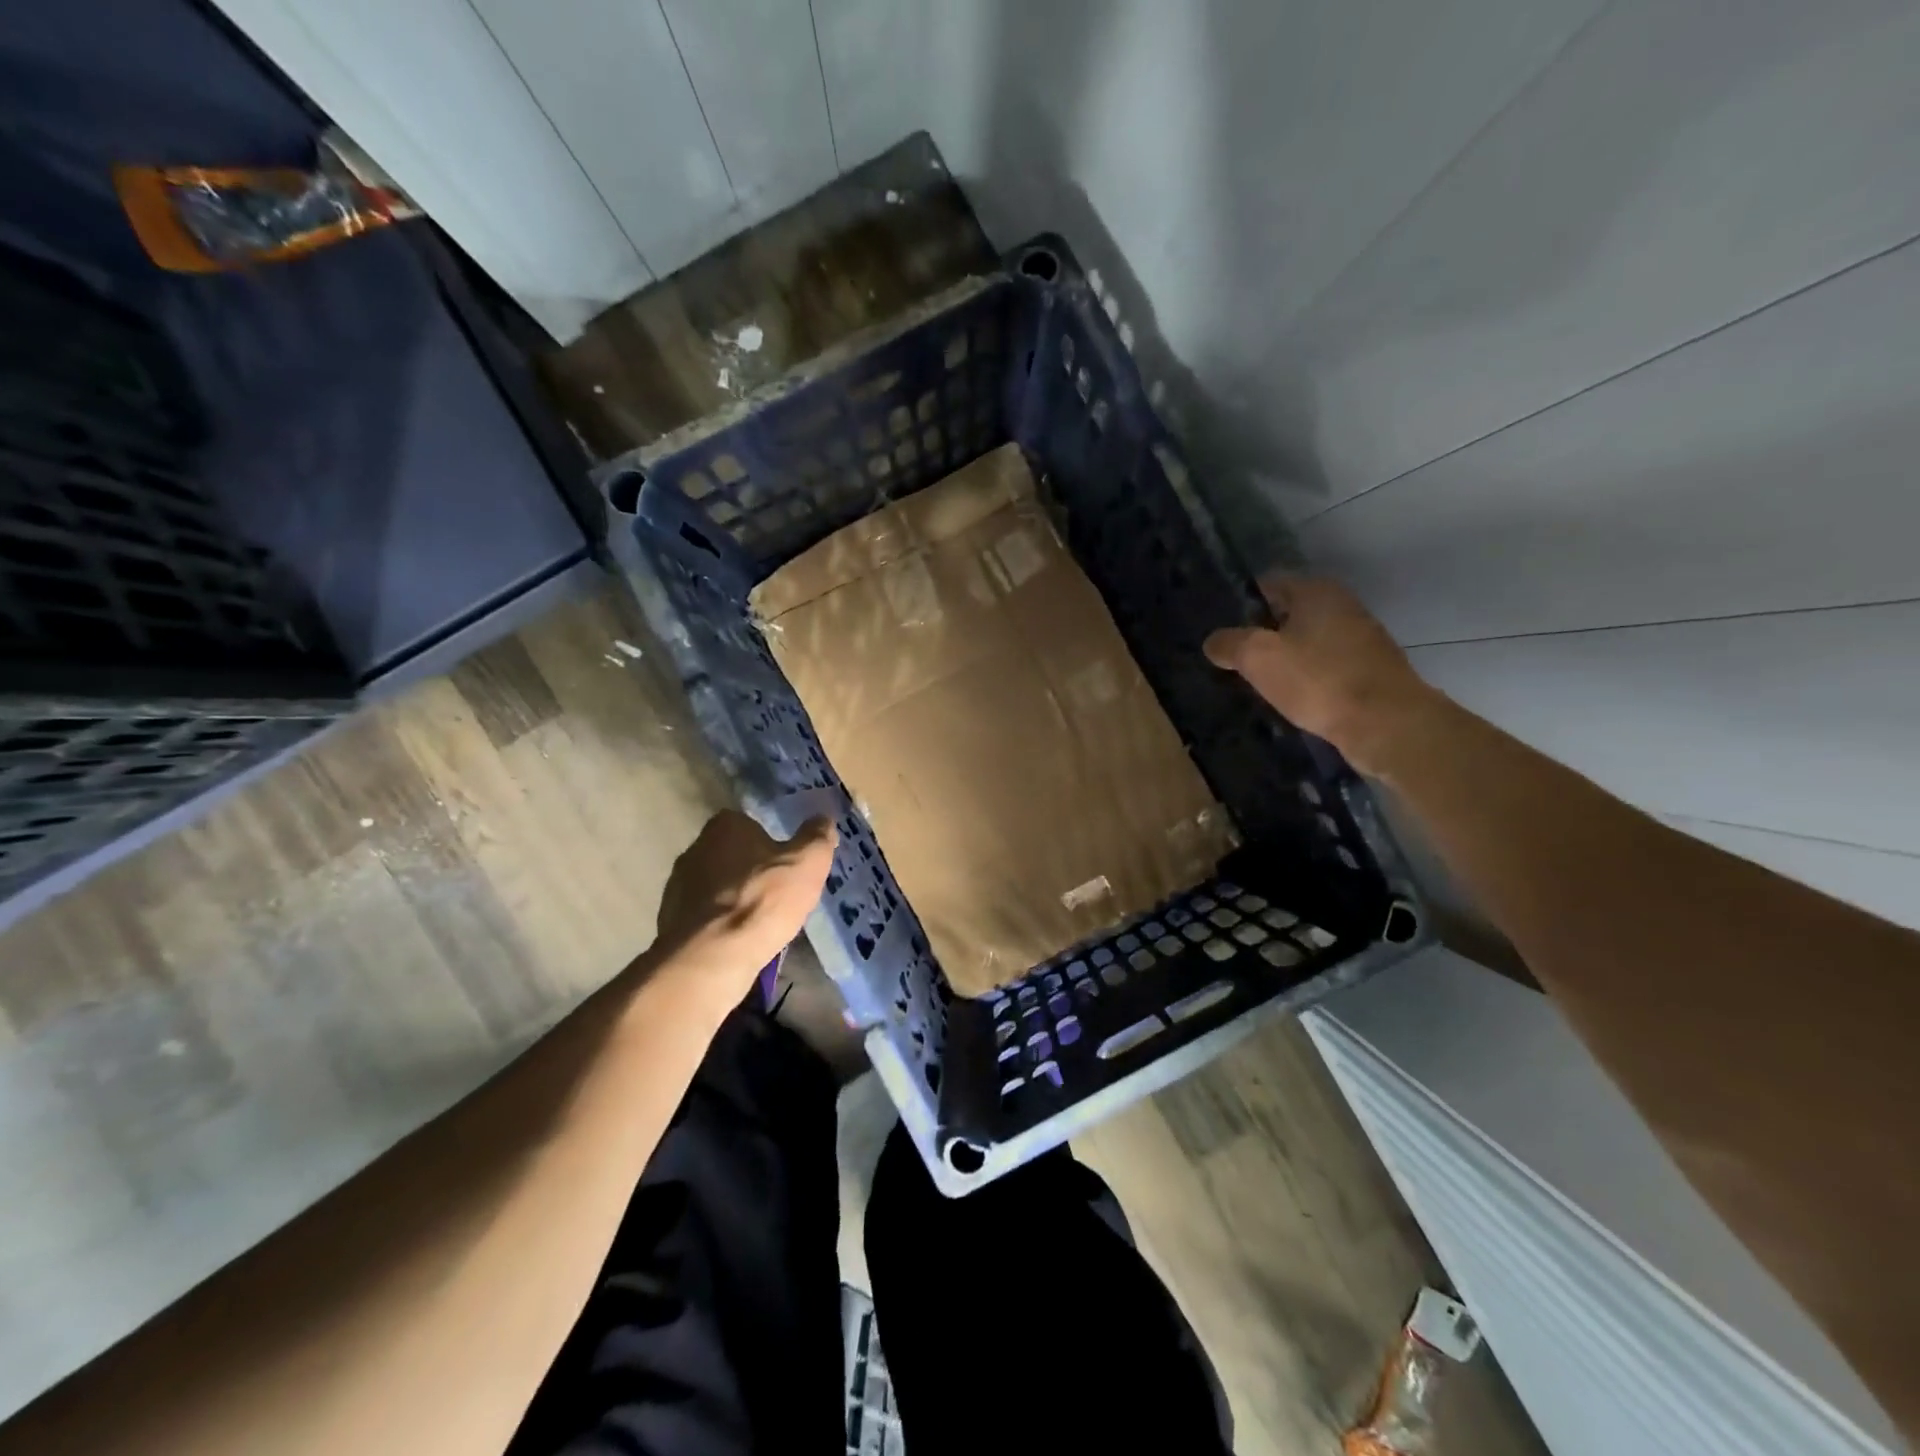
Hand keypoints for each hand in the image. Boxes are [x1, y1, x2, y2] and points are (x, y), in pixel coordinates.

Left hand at [653, 811, 837, 990]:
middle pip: (730, 854)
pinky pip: (703, 916)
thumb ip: (817, 837)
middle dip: (750, 869)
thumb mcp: (807, 863)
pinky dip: (719, 924)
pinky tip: (738, 941)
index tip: (786, 861)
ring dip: (734, 898)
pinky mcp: (670, 920)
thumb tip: (822, 818)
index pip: (748, 822)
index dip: (769, 841)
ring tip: (760, 921)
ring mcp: (677, 886)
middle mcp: (695, 848)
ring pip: (715, 886)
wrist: (711, 958)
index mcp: (725, 826)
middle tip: (778, 891)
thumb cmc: (763, 900)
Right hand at [1203, 576, 1437, 775]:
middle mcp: (1342, 605)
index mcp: (1316, 591)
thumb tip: (1214, 641)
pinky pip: (1325, 666)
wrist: (1386, 723)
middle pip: (1288, 613)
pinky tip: (1291, 698)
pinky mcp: (1369, 670)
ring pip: (1307, 641)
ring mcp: (1360, 638)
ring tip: (1258, 682)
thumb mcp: (1258, 657)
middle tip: (1234, 659)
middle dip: (1261, 634)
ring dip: (1284, 658)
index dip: (1241, 604)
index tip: (1222, 631)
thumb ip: (1230, 644)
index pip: (1268, 584)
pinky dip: (1306, 678)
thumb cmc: (1318, 679)